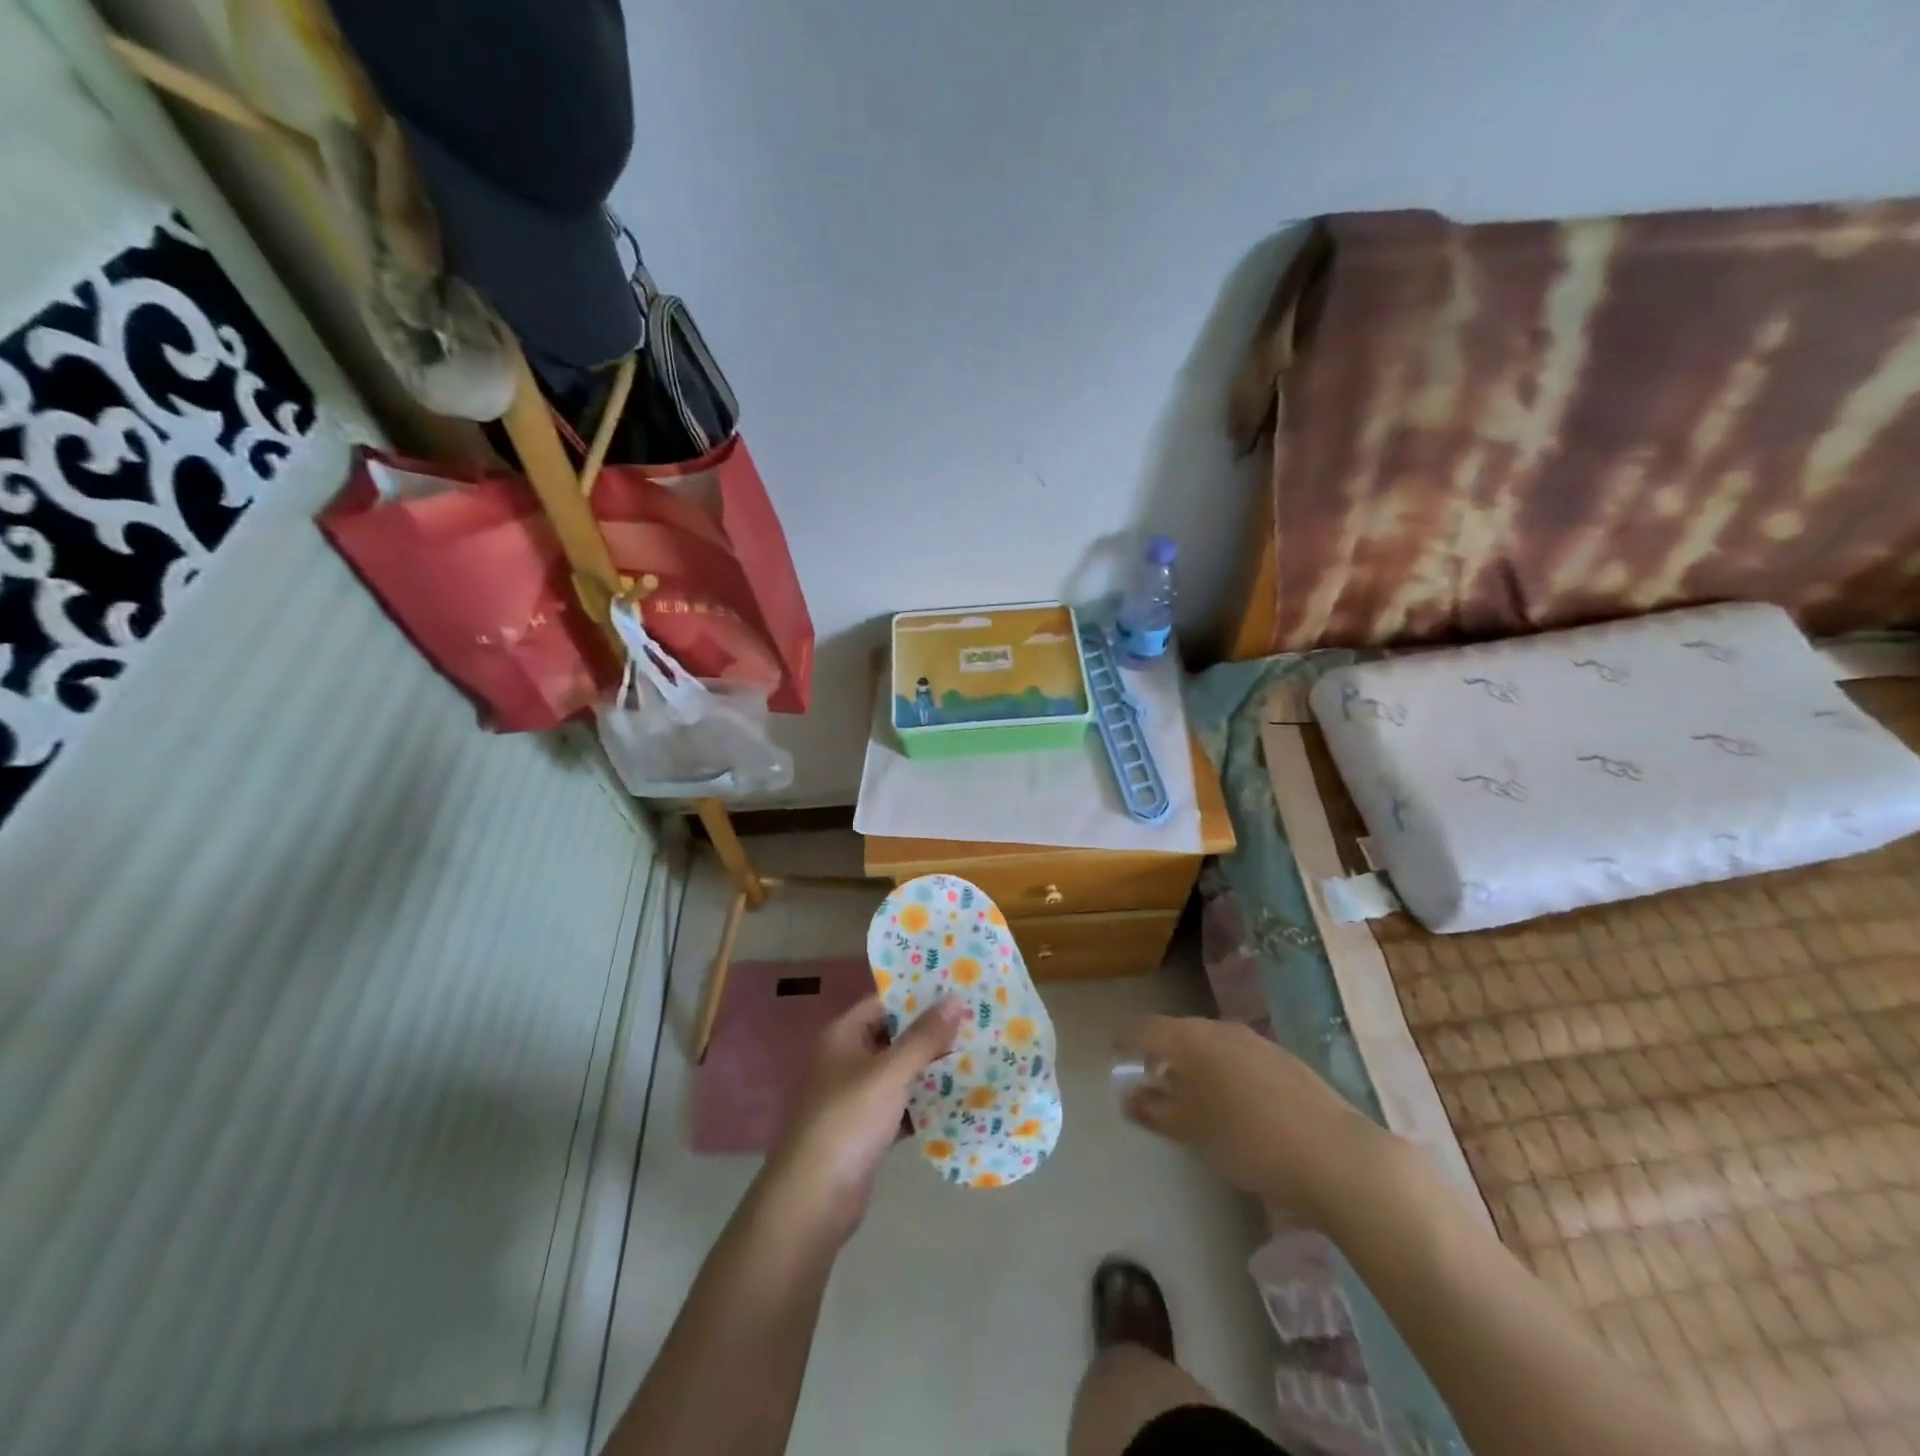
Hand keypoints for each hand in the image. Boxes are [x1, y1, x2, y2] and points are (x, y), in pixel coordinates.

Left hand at [763, 994, 964, 1242]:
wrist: (813, 1200)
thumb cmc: (848, 1121)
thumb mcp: (890, 1073)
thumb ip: (924, 1037)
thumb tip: (955, 998)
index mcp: (842, 1036)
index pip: (883, 1003)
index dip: (918, 996)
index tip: (957, 991)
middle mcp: (845, 1060)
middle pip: (893, 1037)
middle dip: (930, 1033)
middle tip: (975, 1024)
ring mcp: (854, 1097)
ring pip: (898, 1073)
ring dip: (930, 1069)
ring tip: (975, 1057)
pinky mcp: (864, 1131)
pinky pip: (899, 1106)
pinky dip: (922, 1104)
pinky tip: (957, 1102)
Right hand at [1117, 1016, 1391, 1222]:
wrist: (1337, 1156)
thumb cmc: (1249, 1140)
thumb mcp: (1191, 1130)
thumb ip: (1154, 1109)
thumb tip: (1127, 1095)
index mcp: (1192, 1039)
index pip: (1146, 1029)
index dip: (1127, 1040)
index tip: (1115, 1054)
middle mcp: (1222, 1030)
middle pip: (1179, 1033)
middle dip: (1161, 1054)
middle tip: (1150, 1080)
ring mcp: (1258, 1043)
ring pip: (1212, 1045)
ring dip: (1194, 1065)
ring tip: (1189, 1096)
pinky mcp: (1285, 1062)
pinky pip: (1238, 1058)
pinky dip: (1223, 1073)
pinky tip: (1232, 1105)